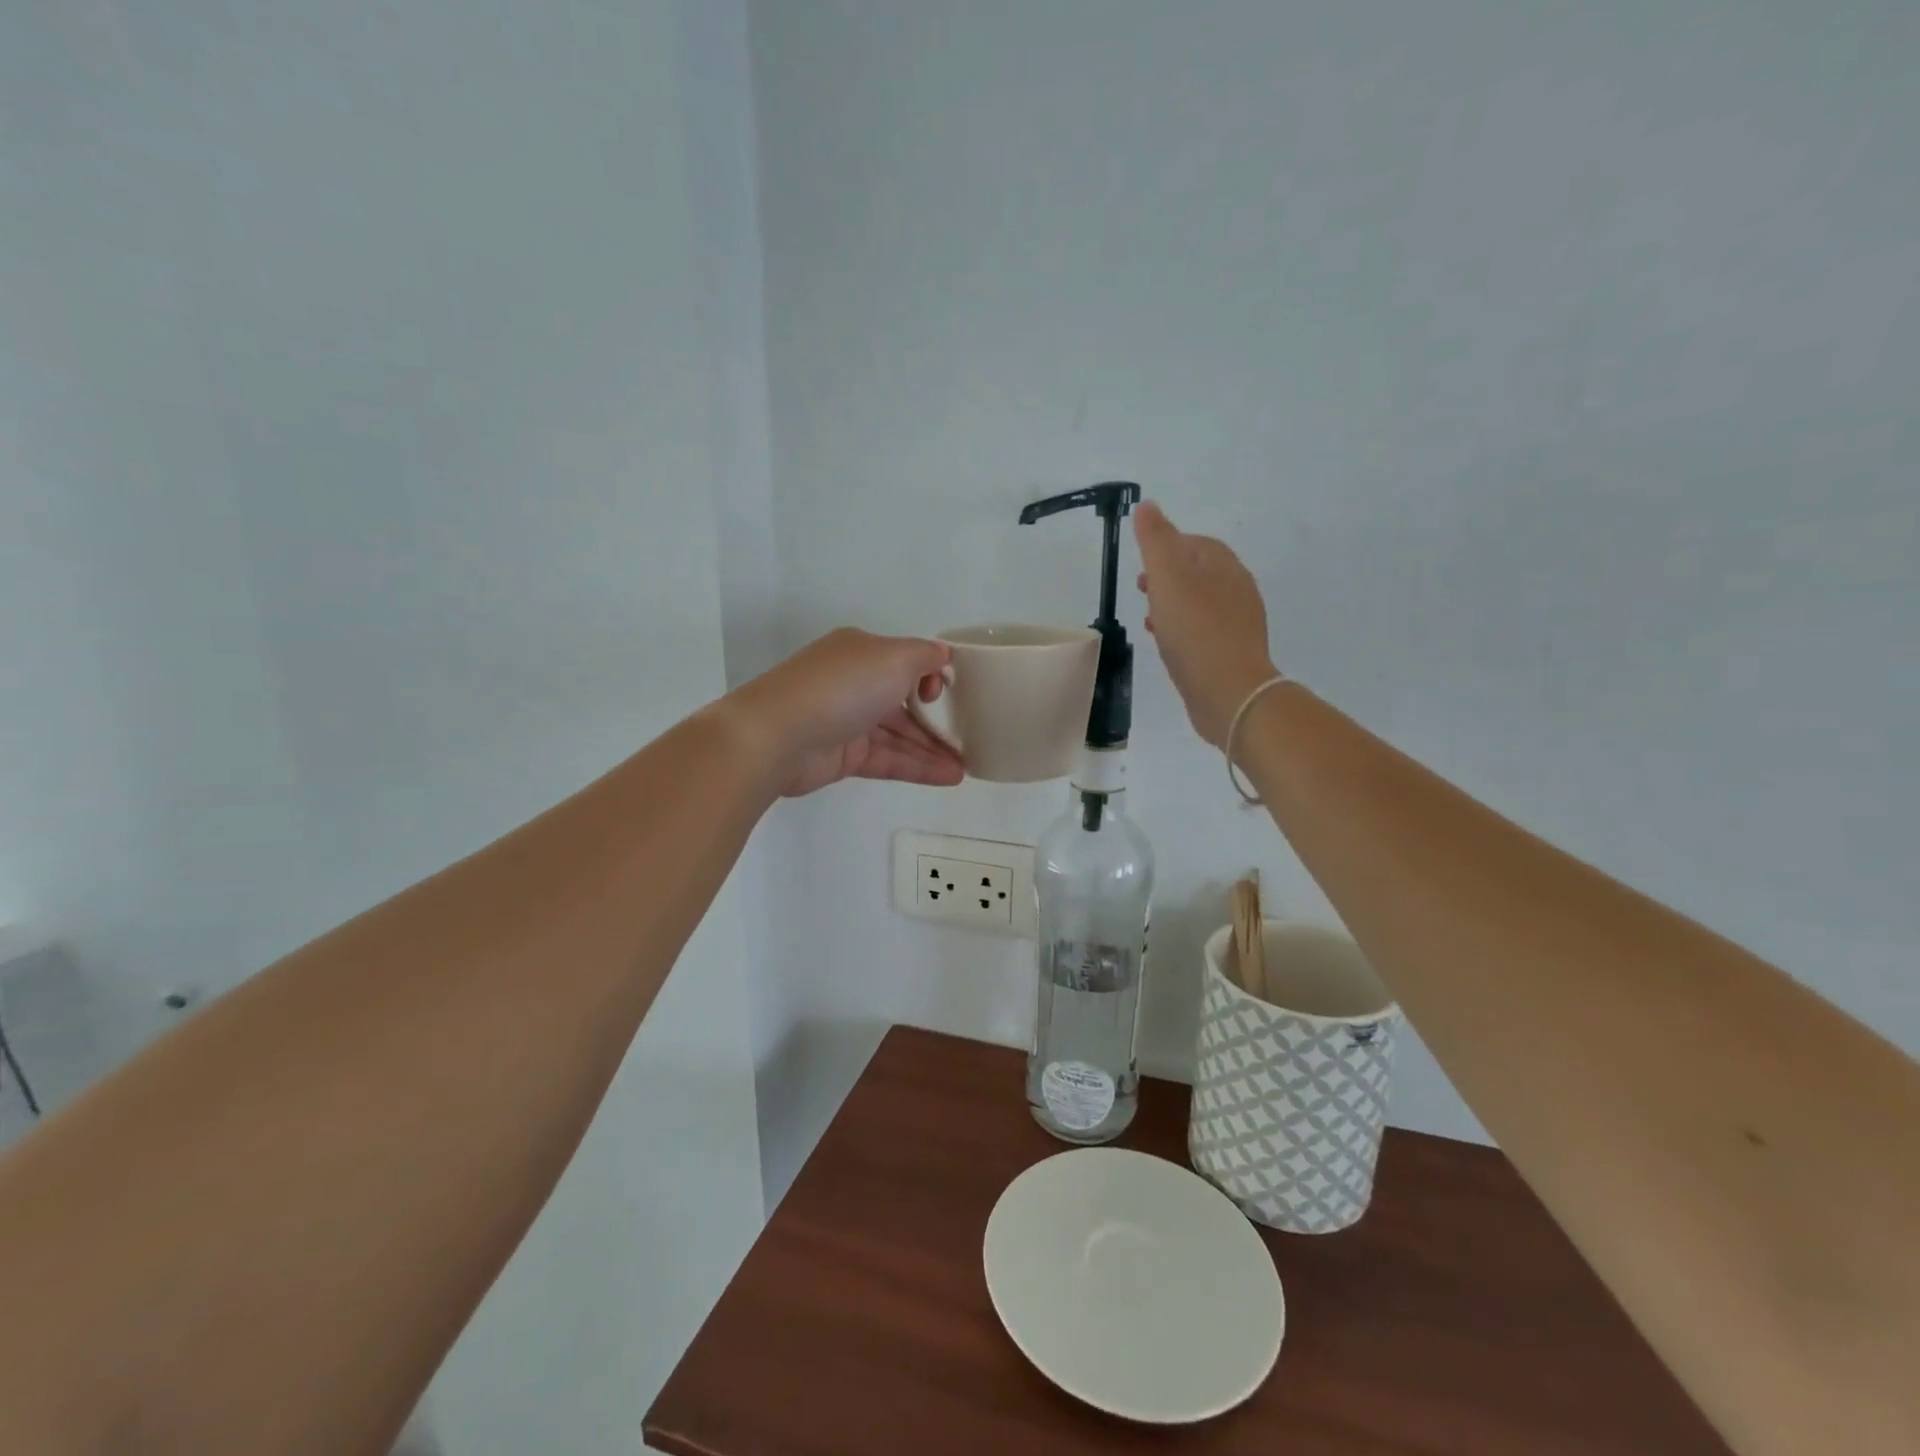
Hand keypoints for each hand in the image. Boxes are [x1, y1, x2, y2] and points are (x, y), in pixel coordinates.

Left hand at [725, 628, 965, 797]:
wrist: (777, 736)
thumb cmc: (842, 687)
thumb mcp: (894, 657)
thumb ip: (925, 656)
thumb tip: (942, 655)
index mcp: (861, 651)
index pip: (905, 660)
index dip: (932, 676)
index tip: (948, 693)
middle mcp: (854, 682)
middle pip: (904, 701)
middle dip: (938, 720)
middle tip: (971, 738)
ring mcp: (847, 721)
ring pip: (898, 735)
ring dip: (932, 749)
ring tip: (966, 768)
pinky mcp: (843, 757)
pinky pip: (888, 759)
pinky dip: (917, 767)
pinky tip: (948, 777)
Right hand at [1133, 501, 1277, 747]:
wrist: (1228, 692)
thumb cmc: (1195, 630)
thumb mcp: (1167, 577)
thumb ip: (1156, 540)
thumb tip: (1148, 505)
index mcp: (1225, 566)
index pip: (1197, 544)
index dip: (1169, 546)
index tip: (1142, 560)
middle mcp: (1238, 590)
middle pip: (1201, 573)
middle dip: (1170, 576)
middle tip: (1141, 587)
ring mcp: (1239, 624)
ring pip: (1202, 604)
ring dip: (1175, 605)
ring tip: (1150, 618)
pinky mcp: (1232, 653)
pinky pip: (1204, 631)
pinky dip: (1183, 629)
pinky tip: (1168, 645)